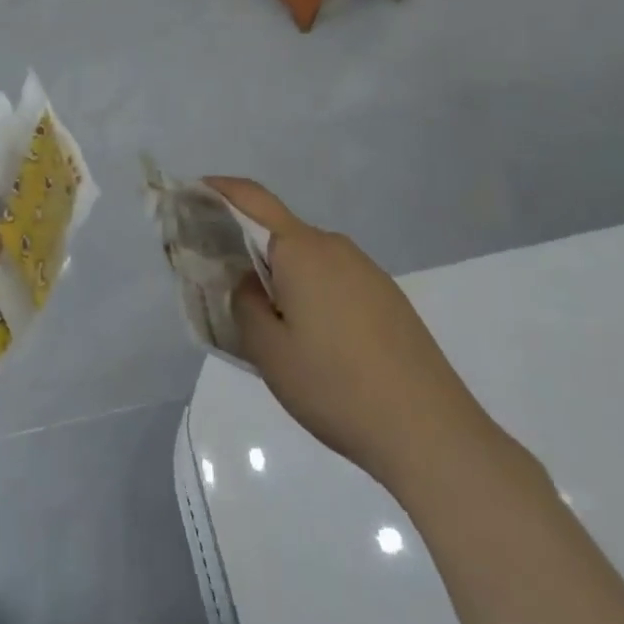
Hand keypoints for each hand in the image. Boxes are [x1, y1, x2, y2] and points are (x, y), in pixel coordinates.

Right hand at [209, 178, 503, 492]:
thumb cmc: (336, 386)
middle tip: (223, 283)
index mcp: (302, 249)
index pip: (252, 199)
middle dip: (246, 247)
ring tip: (268, 323)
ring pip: (307, 260)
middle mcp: (335, 247)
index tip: (191, 194)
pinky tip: (314, 341)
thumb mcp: (269, 350)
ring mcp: (367, 272)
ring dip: (280, 276)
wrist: (432, 433)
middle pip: (279, 232)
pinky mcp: (388, 299)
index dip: (219, 190)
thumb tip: (248, 282)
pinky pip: (334, 280)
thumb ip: (244, 303)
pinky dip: (310, 293)